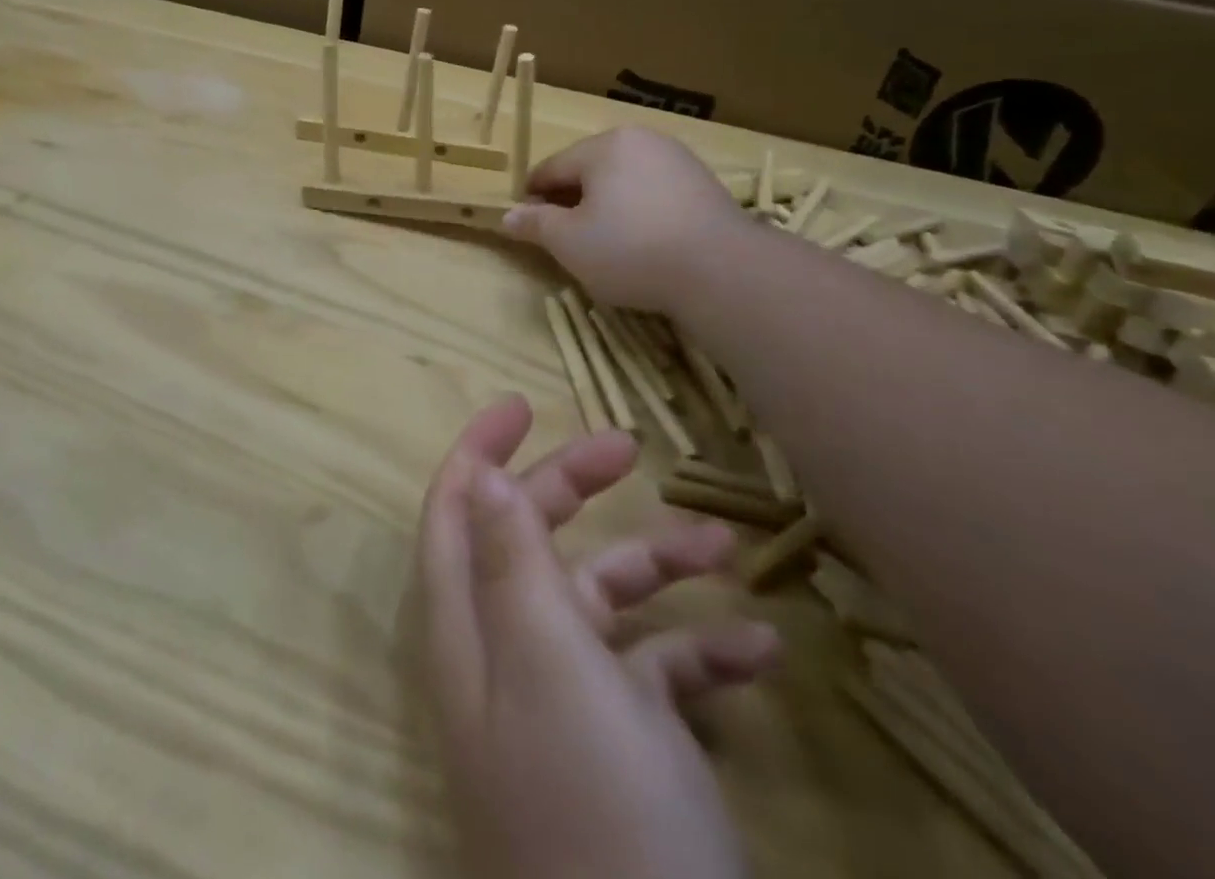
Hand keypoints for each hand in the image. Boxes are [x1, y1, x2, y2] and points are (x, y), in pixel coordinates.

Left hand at [417, 399, 779, 878]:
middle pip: (528, 540)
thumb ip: (508, 562)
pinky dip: (698, 651)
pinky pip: (656, 675)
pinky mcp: (626, 754)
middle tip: (627, 447)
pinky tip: (759, 652)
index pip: (454, 512)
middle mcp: (508, 656)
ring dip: (655, 567)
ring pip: (601, 602)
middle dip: (572, 487)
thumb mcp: (550, 664)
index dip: (479, 451)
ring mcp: (566, 706)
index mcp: (472, 629)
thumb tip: (476, 477)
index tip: (520, 403)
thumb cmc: (598, 811)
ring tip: (722, 545)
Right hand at [501, 127, 744, 312]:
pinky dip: (639, 213)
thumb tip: (508, 216)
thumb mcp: (568, 242)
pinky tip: (642, 244)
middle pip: (589, 171)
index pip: (551, 168)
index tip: (526, 226)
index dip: (532, 197)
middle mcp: (641, 141)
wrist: (723, 271)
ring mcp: (678, 160)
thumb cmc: (630, 249)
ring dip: (606, 208)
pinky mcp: (705, 185)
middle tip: (564, 240)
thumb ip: (535, 224)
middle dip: (571, 201)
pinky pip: (654, 194)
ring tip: (604, 246)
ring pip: (623, 182)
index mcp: (603, 146)